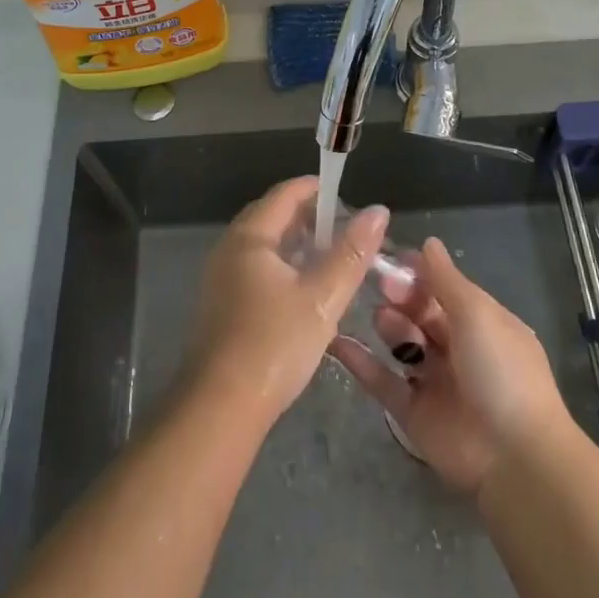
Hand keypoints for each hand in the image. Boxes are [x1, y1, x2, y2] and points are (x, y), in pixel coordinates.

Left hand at [185, 176, 387, 424]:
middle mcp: (230, 248)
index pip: (285, 194)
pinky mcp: (222, 304)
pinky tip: (305, 289)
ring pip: (264, 244)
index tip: (348, 198)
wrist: (220, 408)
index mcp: (249, 237)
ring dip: (297, 243)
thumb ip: (351, 253)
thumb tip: (378, 211)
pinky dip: (283, 265)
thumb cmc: (274, 344)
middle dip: (309, 217)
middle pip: (272, 216)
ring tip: (331, 258)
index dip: (317, 189)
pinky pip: (256, 267)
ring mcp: (221, 277)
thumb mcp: (322, 297)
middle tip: (345, 230)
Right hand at [329, 237, 566, 496]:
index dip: (418, 272)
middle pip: (420, 313)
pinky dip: (360, 362)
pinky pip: (382, 381)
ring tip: (382, 320)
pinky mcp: (412, 414)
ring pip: (402, 343)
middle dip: (401, 296)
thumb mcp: (477, 313)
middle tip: (382, 285)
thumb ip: (446, 278)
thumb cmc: (500, 370)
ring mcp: (434, 382)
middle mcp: (458, 349)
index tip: (390, 258)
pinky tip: (336, 341)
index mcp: (481, 323)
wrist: (513, 457)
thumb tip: (428, 242)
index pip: (443, 288)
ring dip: (389, 325)